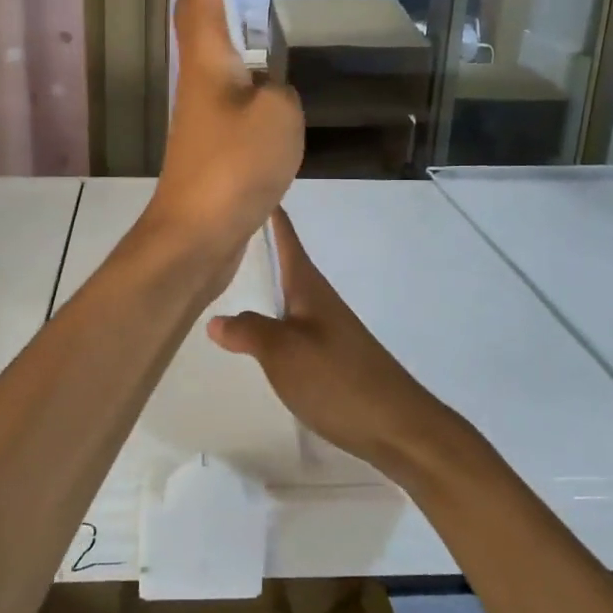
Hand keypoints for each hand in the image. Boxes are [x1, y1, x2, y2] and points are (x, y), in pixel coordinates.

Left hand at [144, 0, 302, 264]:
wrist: (198, 233)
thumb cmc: (234, 165)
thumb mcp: (278, 116)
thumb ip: (281, 90)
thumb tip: (272, 90)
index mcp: (208, 57)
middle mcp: (199, 75)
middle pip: (200, 11)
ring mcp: (203, 109)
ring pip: (215, 49)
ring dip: (226, 17)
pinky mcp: (214, 139)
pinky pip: (233, 87)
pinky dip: (247, 68)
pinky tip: (268, 73)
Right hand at [207, 209, 452, 477]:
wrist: (397, 427)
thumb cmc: (338, 379)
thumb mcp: (283, 353)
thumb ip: (248, 331)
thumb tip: (215, 319)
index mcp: (309, 286)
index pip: (286, 237)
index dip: (269, 212)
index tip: (247, 186)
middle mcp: (318, 299)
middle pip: (284, 261)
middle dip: (257, 244)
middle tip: (218, 232)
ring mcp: (326, 326)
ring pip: (287, 292)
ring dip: (262, 279)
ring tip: (228, 275)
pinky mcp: (329, 354)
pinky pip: (291, 320)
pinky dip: (270, 313)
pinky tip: (256, 329)